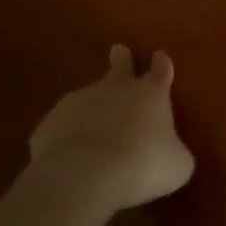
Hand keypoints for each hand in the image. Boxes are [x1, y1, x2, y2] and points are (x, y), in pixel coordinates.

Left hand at [22, 45, 193, 219]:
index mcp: (151, 94)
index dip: (161, 64)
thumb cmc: (144, 164)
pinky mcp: (48, 125)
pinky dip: (68, 136)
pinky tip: (70, 155)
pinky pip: (62, 128)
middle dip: (121, 58)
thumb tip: (171, 153)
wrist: (84, 175)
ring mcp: (77, 103)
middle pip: (119, 66)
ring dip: (92, 108)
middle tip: (118, 50)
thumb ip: (174, 152)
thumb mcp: (177, 164)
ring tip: (94, 130)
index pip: (160, 72)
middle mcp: (114, 89)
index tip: (159, 55)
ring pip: (87, 98)